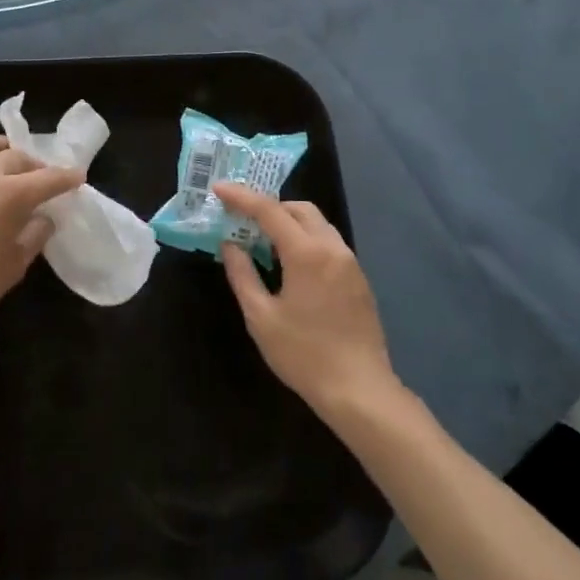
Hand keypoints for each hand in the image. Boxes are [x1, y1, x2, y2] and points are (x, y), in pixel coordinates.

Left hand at [0, 136, 81, 357]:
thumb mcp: (13, 266)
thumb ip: (34, 235)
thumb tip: (43, 218)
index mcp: (10, 194)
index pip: (48, 178)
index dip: (66, 177)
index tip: (78, 177)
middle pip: (17, 157)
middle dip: (36, 166)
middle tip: (44, 180)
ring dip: (3, 149)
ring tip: (10, 162)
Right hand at [218, 183, 397, 419]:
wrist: (360, 391)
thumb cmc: (304, 355)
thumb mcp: (261, 318)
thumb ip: (242, 275)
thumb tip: (230, 245)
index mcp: (306, 253)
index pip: (269, 210)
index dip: (241, 196)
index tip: (219, 188)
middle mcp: (331, 247)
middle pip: (298, 208)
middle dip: (269, 206)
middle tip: (242, 218)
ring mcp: (350, 262)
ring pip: (317, 223)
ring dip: (289, 221)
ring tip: (264, 240)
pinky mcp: (359, 278)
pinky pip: (328, 242)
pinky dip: (306, 239)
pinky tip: (291, 264)